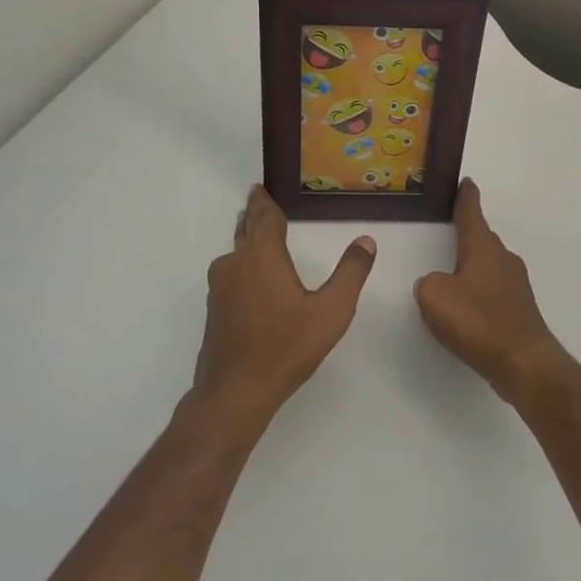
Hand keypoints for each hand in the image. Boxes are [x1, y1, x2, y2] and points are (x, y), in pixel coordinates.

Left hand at [192, 185, 376, 431]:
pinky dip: (242, 266)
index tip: (260, 188)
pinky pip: (231, 275)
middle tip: (258, 201)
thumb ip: (350, 273)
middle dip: (253, 215)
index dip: (264, 201)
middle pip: (244, 230)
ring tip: (259, 236)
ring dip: (246, 240)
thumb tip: (366, 240)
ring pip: (235, 253)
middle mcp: (235, 264)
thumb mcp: (331, 311)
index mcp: (262, 256)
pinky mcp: (214, 310)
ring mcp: (220, 288)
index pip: (263, 217)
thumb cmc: (286, 347)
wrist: (235, 392)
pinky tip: (253, 280)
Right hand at [415, 181, 570, 404]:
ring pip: (489, 264)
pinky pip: (494, 288)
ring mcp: (515, 284)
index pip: (472, 214)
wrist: (523, 362)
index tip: (467, 181)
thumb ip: (429, 284)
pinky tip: (469, 307)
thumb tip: (439, 284)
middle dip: (468, 233)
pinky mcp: (520, 308)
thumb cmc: (477, 321)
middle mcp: (503, 259)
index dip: (466, 197)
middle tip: (452, 227)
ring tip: (455, 271)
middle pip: (482, 239)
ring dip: (474, 265)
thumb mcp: (434, 297)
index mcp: (482, 248)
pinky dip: (481, 290)